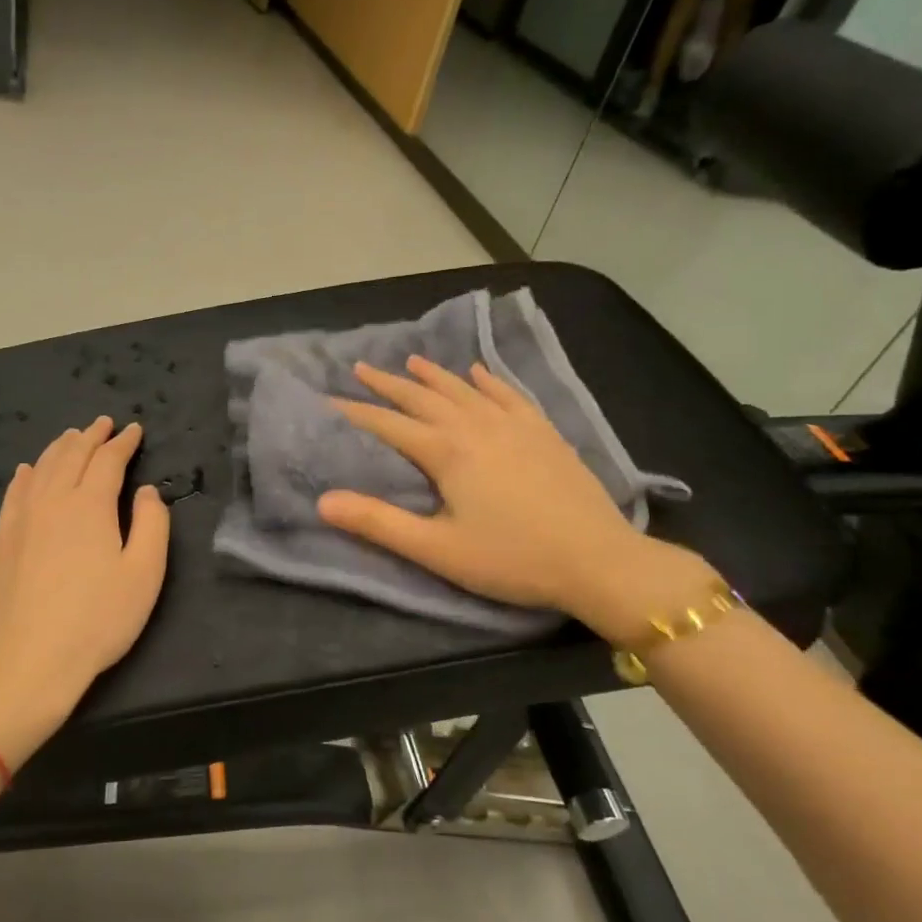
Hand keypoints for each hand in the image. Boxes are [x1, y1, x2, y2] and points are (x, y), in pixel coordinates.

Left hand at [0, 417, 169, 763]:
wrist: (30, 660)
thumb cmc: (98, 620)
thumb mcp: (144, 574)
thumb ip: (152, 525)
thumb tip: (146, 492)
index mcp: (90, 505)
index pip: (107, 461)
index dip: (123, 443)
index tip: (134, 430)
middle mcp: (52, 502)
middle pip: (71, 457)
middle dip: (90, 436)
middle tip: (103, 424)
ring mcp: (21, 520)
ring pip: (41, 470)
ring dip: (59, 449)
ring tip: (71, 437)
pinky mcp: (2, 542)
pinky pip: (14, 495)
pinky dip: (25, 476)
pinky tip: (27, 470)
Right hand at [317, 357, 710, 639]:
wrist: (598, 560)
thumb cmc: (511, 559)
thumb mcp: (436, 549)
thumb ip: (378, 523)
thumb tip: (323, 501)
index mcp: (447, 451)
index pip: (389, 424)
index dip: (355, 412)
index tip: (327, 400)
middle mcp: (477, 426)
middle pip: (423, 397)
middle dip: (389, 384)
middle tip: (361, 368)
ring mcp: (515, 425)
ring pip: (464, 389)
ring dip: (434, 375)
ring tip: (411, 361)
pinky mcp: (544, 432)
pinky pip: (509, 394)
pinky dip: (489, 380)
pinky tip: (479, 372)